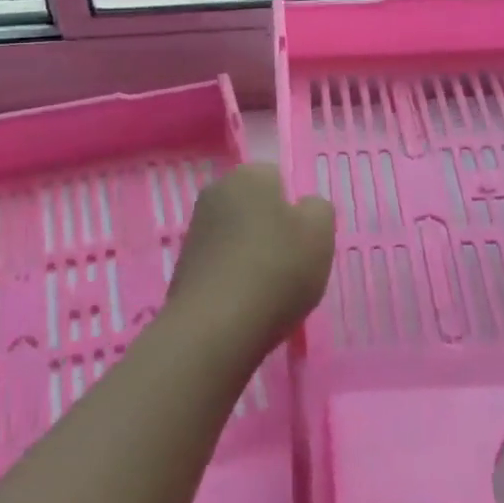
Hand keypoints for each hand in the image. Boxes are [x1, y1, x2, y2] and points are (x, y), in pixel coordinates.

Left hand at [165, 163, 335, 360]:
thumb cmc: (276, 269)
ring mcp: (195, 230)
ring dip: (252, 255)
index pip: (278, 179)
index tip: (304, 239)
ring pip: (237, 236)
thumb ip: (318, 209)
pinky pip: (221, 264)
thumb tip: (303, 208)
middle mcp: (215, 192)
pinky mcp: (183, 265)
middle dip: (271, 230)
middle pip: (255, 208)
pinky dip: (234, 278)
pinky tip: (246, 304)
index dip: (295, 209)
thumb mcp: (320, 233)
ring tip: (269, 290)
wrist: (216, 327)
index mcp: (248, 175)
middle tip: (292, 264)